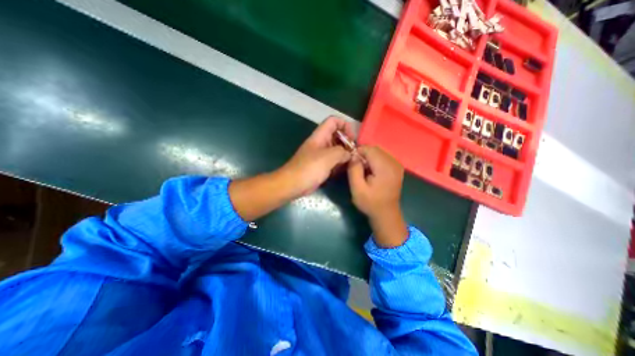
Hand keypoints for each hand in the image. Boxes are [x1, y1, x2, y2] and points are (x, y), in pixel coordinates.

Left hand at [278, 116, 354, 197]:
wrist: (293, 184)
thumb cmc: (309, 168)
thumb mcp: (328, 157)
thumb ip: (342, 152)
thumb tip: (350, 154)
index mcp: (320, 136)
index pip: (333, 121)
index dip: (344, 125)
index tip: (352, 138)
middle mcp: (321, 143)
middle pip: (337, 136)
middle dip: (347, 142)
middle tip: (355, 153)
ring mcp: (321, 155)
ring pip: (336, 150)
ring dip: (345, 154)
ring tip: (353, 162)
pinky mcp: (321, 166)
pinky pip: (333, 161)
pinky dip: (340, 164)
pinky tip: (346, 169)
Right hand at [347, 145, 405, 246]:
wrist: (386, 214)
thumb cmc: (370, 203)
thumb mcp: (357, 188)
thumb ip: (354, 169)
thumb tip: (353, 155)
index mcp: (385, 167)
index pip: (369, 149)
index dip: (358, 152)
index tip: (351, 162)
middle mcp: (394, 162)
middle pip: (375, 149)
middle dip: (363, 154)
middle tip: (356, 166)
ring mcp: (397, 165)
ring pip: (379, 152)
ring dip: (368, 157)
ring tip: (363, 169)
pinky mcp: (397, 167)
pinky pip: (383, 157)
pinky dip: (375, 160)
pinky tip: (371, 171)